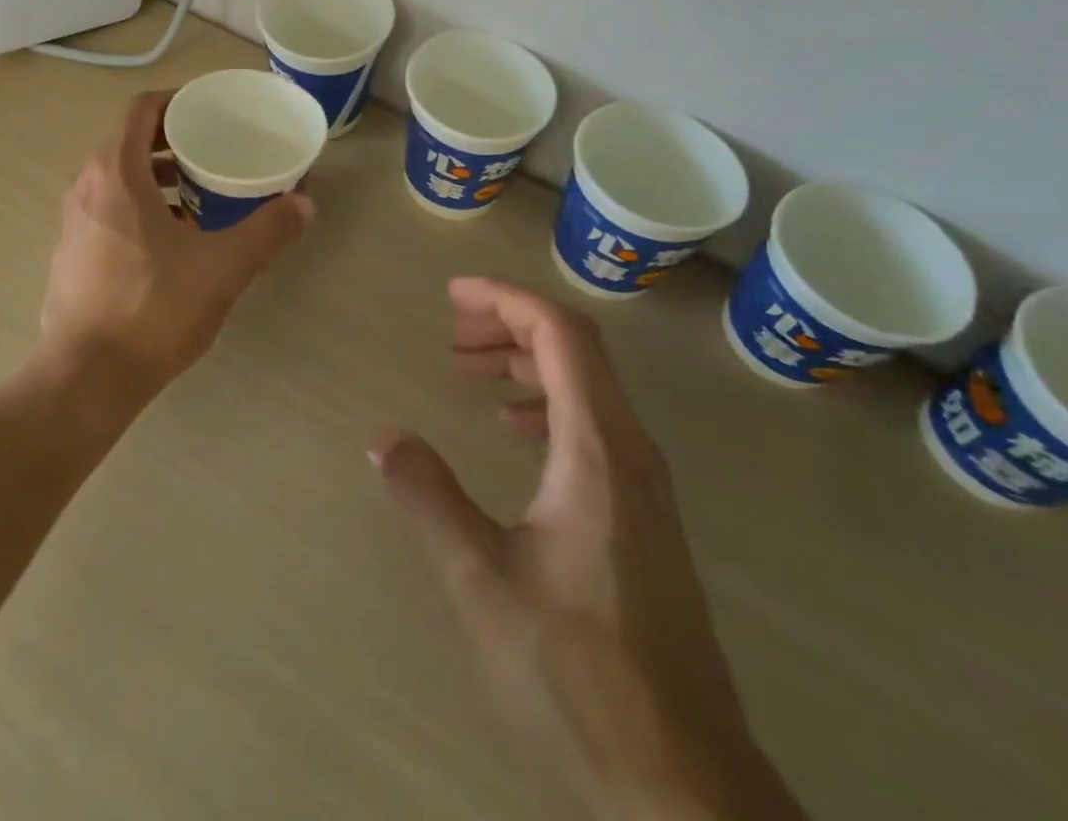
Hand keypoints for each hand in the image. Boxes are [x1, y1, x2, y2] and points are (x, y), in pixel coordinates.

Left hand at [39, 90, 313, 395]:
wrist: (86, 379)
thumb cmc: (153, 309)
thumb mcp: (222, 267)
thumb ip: (267, 231)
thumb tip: (304, 204)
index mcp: (115, 173)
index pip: (140, 109)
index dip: (176, 100)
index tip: (210, 112)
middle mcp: (85, 188)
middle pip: (128, 141)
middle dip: (173, 141)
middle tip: (215, 152)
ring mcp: (73, 223)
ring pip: (117, 179)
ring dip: (156, 177)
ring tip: (200, 196)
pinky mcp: (71, 255)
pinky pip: (107, 210)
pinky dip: (139, 207)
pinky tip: (172, 242)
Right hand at [371, 279, 804, 820]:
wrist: (684, 787)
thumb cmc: (579, 674)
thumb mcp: (482, 581)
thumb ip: (429, 498)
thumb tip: (383, 437)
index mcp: (597, 449)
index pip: (560, 334)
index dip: (507, 299)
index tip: (453, 295)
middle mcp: (630, 452)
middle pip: (578, 349)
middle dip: (511, 324)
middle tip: (452, 333)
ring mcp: (644, 486)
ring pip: (588, 387)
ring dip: (527, 363)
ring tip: (470, 372)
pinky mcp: (644, 518)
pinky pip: (594, 426)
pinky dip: (547, 404)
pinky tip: (514, 432)